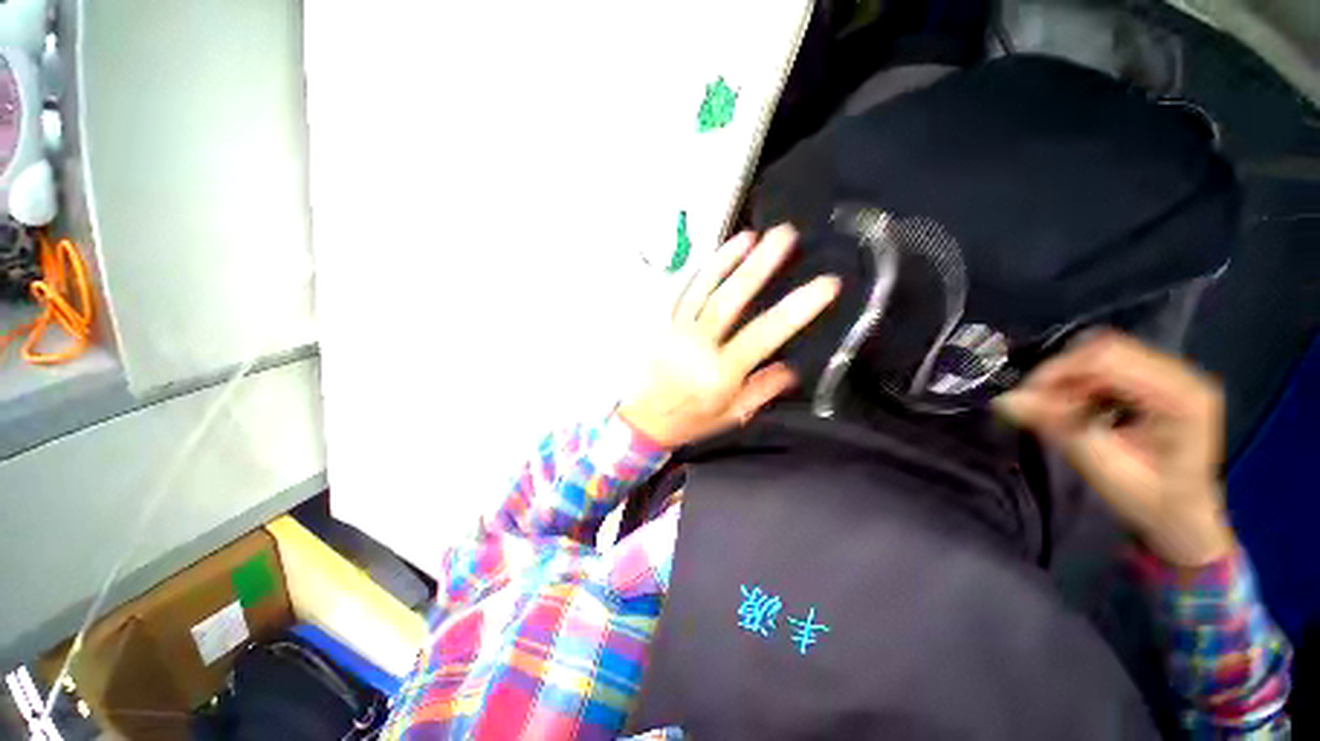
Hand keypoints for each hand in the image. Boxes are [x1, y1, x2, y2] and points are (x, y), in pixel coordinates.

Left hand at [619, 226, 839, 447]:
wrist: (643, 420)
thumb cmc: (690, 420)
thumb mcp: (732, 415)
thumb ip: (762, 390)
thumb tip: (791, 367)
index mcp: (720, 372)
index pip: (763, 335)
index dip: (796, 309)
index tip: (825, 284)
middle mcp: (698, 347)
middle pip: (729, 301)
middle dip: (759, 267)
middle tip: (784, 236)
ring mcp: (678, 331)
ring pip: (703, 289)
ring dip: (727, 260)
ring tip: (750, 235)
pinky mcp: (665, 325)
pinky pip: (683, 293)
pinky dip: (701, 272)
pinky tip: (717, 256)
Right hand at [993, 331, 1234, 566]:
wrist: (1184, 519)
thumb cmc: (1151, 503)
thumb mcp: (1104, 470)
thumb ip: (1060, 430)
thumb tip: (1005, 401)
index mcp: (1180, 396)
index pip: (1108, 356)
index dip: (1059, 370)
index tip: (1027, 399)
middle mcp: (1182, 375)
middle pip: (1105, 349)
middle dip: (1062, 374)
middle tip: (1039, 405)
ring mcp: (1173, 375)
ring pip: (1103, 354)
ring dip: (1070, 379)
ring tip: (1060, 410)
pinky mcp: (1160, 380)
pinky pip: (1109, 365)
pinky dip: (1082, 382)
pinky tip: (1079, 407)